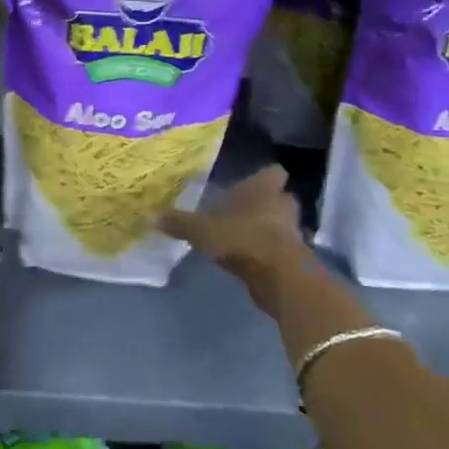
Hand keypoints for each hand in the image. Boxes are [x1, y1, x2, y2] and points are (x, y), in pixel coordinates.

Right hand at [160, 166, 309, 301]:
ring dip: (269, 229)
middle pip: (280, 198)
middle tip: (246, 210)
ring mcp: (292, 232)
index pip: (272, 172)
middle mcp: (281, 204)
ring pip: (282, 224)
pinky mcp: (296, 258)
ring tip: (246, 236)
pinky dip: (270, 253)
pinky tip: (251, 259)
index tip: (252, 183)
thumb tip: (152, 216)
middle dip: (268, 204)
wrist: (279, 276)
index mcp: (262, 188)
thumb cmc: (241, 238)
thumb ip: (180, 223)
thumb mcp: (201, 230)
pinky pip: (282, 249)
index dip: (264, 177)